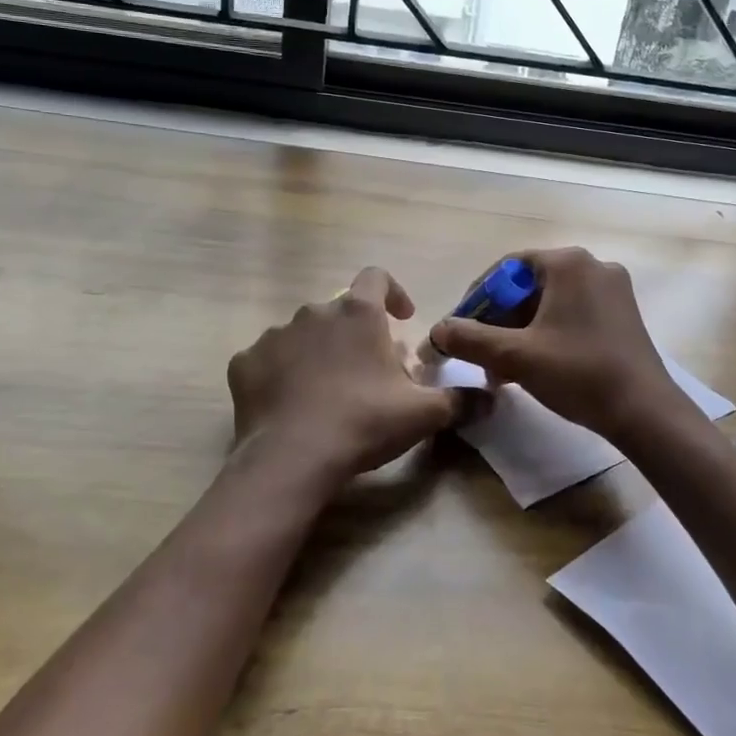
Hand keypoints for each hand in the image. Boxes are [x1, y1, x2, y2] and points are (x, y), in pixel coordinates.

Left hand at [227, 267, 465, 485]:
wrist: (291, 458)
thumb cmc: (364, 423)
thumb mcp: (423, 414)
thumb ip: (461, 401)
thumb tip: (492, 398)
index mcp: (358, 313)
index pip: (377, 278)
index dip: (393, 293)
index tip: (403, 319)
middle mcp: (314, 312)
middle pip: (341, 311)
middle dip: (357, 333)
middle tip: (370, 371)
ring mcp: (274, 335)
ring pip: (303, 334)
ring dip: (319, 351)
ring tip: (328, 391)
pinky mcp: (244, 363)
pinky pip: (268, 359)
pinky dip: (281, 373)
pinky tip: (291, 403)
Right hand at [429, 247, 681, 441]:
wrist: (645, 412)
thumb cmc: (578, 373)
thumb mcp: (515, 356)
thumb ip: (469, 339)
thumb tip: (436, 331)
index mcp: (568, 263)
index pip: (506, 269)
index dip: (477, 299)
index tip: (460, 329)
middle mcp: (592, 265)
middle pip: (528, 286)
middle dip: (499, 321)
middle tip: (481, 354)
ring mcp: (613, 289)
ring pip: (550, 303)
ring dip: (520, 332)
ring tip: (502, 369)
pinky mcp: (622, 314)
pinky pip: (572, 314)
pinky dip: (548, 334)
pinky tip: (535, 366)